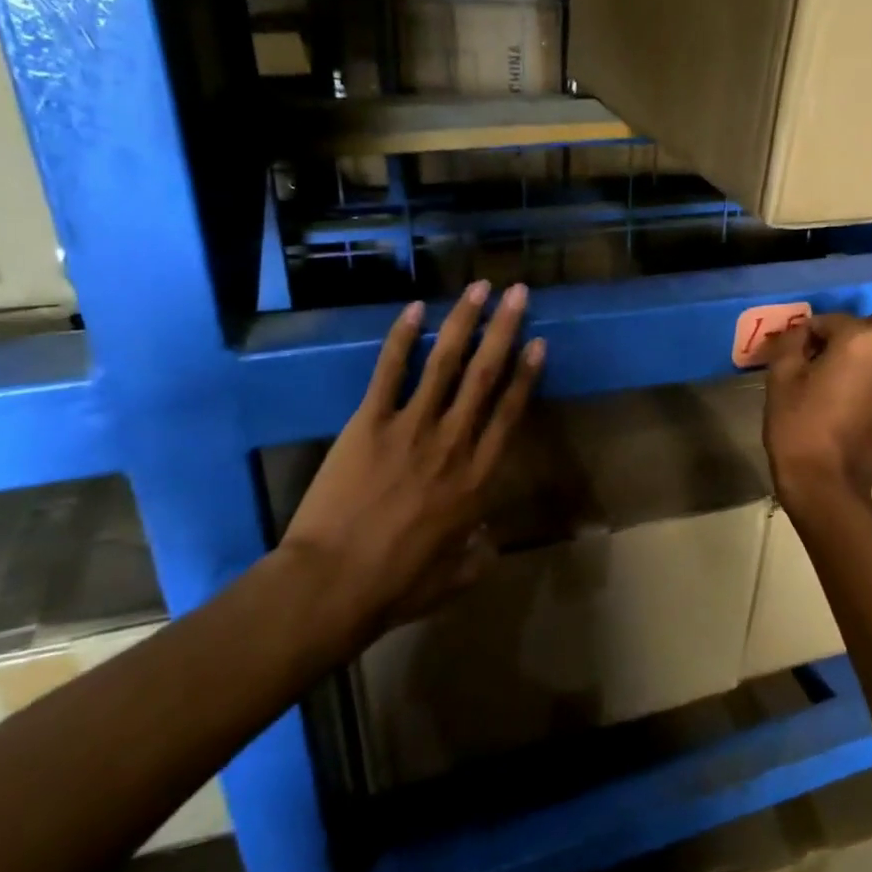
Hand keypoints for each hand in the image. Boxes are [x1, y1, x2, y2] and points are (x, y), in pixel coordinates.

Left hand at [279, 281, 544, 652]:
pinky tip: (414, 308)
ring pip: (445, 363)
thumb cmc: (398, 584)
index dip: (525, 375)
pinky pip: (388, 372)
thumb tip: (488, 540)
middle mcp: (453, 442)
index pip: (509, 413)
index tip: (537, 342)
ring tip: (479, 287)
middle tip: (517, 292)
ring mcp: (410, 428)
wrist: (333, 584)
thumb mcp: (454, 578)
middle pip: (485, 376)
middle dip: (504, 330)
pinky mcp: (369, 423)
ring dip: (464, 322)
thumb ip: (478, 556)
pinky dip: (401, 338)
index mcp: (478, 479)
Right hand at [763, 312, 871, 508]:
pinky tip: (856, 408)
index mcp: (861, 340)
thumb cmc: (798, 427)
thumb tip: (802, 332)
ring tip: (841, 387)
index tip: (796, 354)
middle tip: (825, 361)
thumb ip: (791, 341)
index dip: (810, 333)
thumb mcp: (781, 377)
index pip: (832, 320)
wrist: (826, 486)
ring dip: (868, 360)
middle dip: (851, 336)